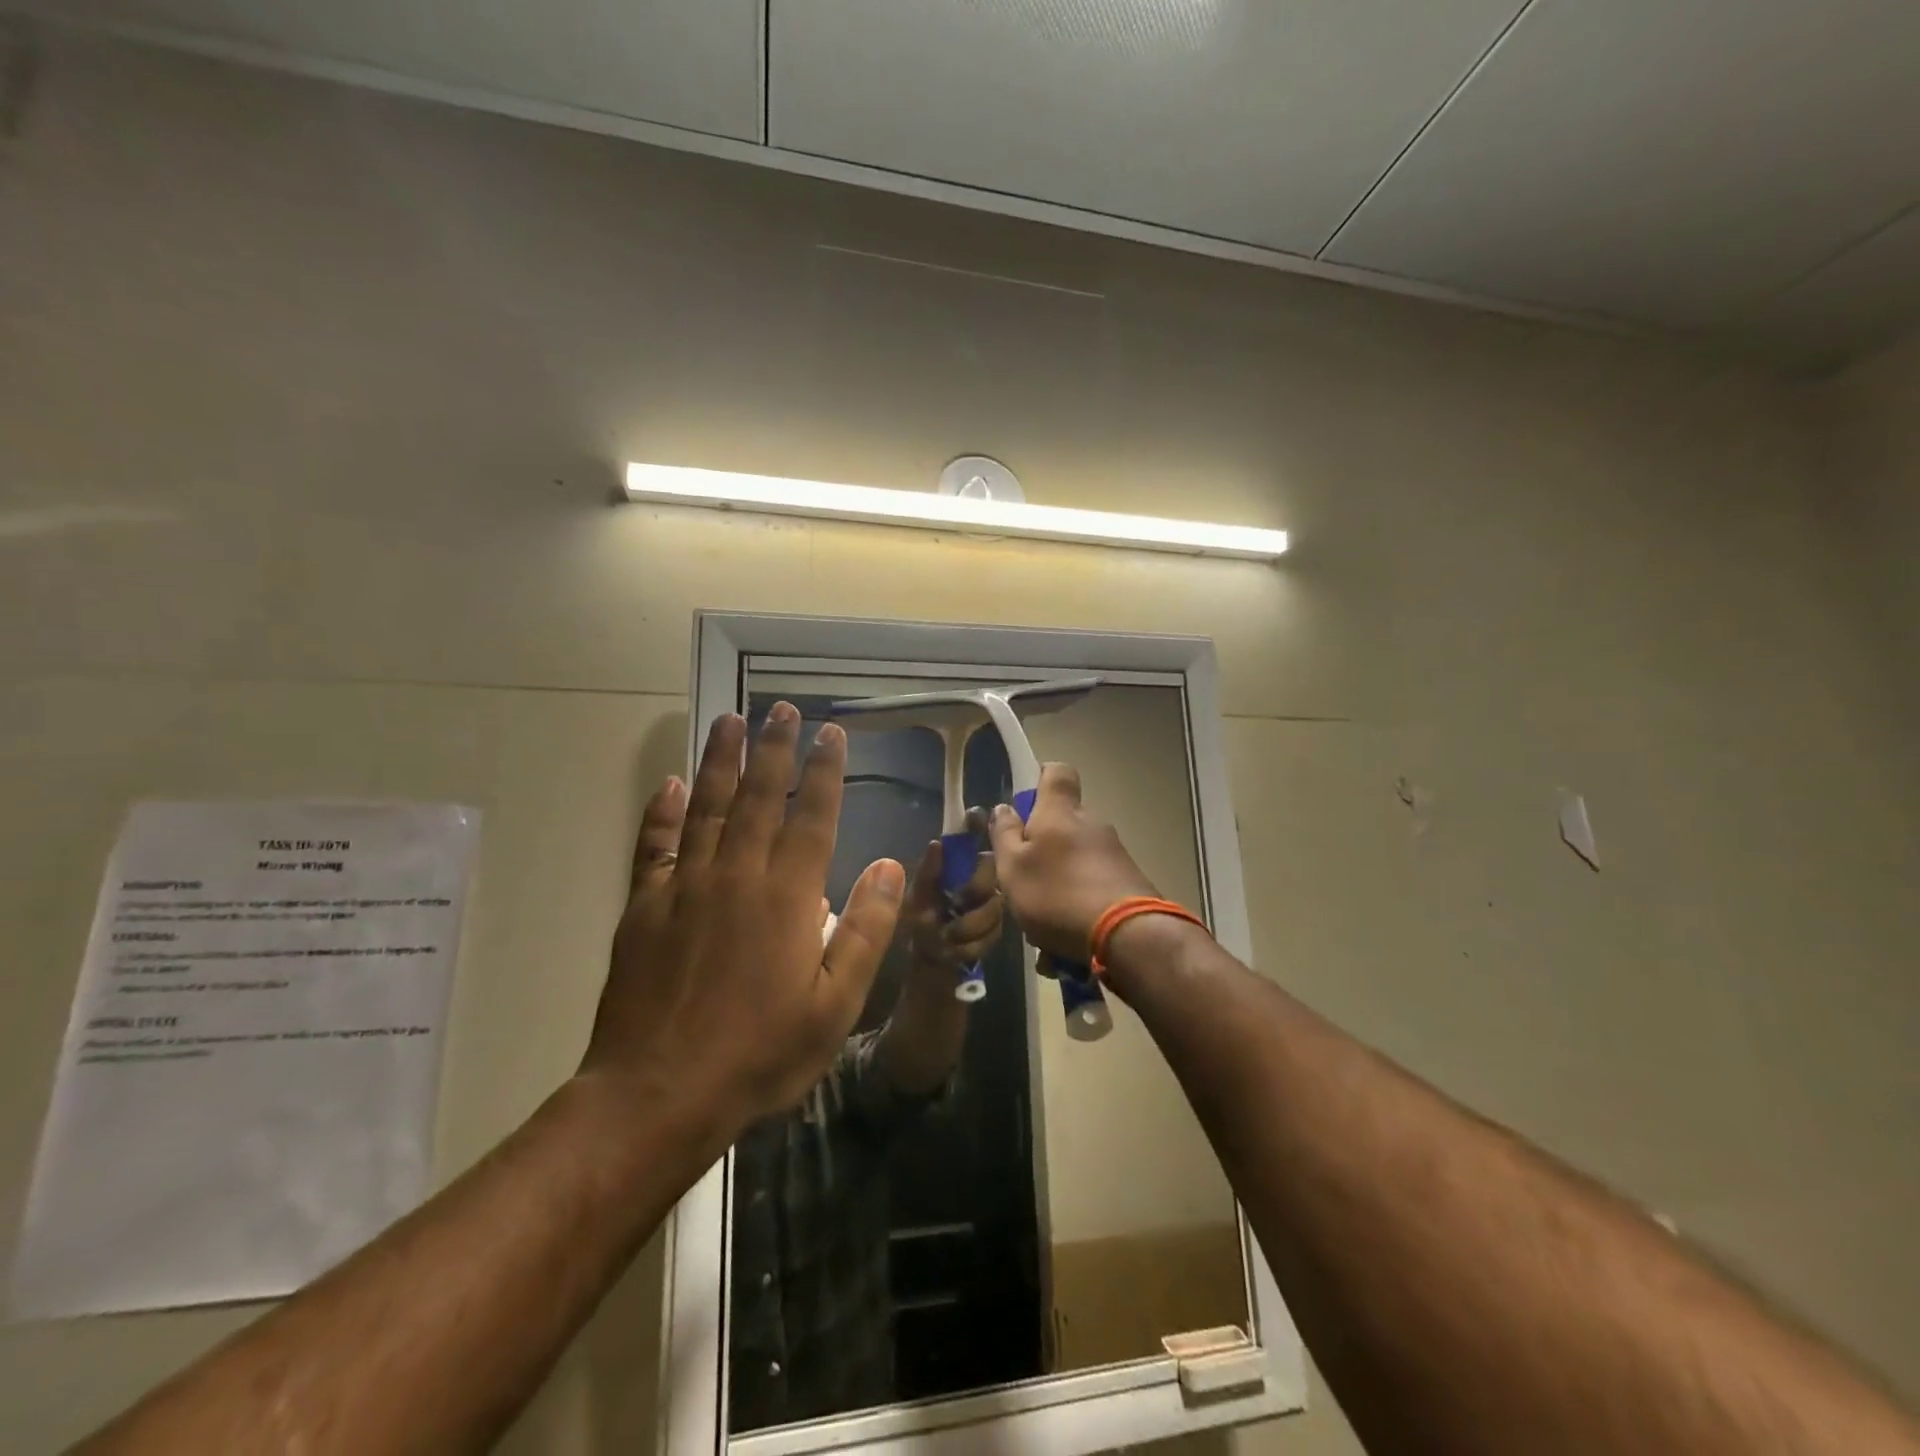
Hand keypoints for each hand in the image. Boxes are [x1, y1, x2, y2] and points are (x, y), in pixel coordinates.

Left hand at [580, 705, 905, 1131]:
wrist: (659, 1094)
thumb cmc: (761, 1052)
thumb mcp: (836, 1004)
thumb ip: (866, 929)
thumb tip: (892, 865)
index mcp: (787, 895)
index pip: (813, 815)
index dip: (825, 770)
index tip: (832, 733)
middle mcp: (736, 874)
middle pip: (759, 796)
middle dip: (774, 748)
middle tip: (781, 708)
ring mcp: (685, 887)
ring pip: (707, 807)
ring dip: (721, 760)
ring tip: (729, 720)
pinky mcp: (645, 907)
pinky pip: (654, 846)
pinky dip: (662, 811)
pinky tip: (670, 783)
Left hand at [898, 810, 1004, 976]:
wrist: (930, 973)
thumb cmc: (919, 930)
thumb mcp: (917, 902)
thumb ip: (928, 875)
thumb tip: (937, 843)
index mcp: (954, 869)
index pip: (968, 839)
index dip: (974, 825)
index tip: (974, 816)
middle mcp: (975, 881)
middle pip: (990, 869)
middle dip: (974, 890)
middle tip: (956, 906)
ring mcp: (989, 906)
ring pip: (994, 905)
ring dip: (970, 925)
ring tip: (949, 938)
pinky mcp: (995, 933)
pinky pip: (994, 933)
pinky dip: (973, 945)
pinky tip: (958, 952)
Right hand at [988, 763, 1156, 962]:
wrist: (1128, 936)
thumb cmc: (1058, 894)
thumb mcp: (1013, 868)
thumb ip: (1004, 835)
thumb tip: (1003, 808)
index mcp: (1060, 812)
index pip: (1056, 772)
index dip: (1039, 778)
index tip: (1023, 804)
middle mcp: (1091, 824)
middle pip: (1063, 823)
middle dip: (1042, 848)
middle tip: (1022, 881)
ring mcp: (1114, 854)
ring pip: (1075, 862)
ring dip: (1057, 886)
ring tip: (1042, 931)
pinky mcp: (1129, 883)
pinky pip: (1092, 888)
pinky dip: (1076, 909)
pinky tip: (1065, 947)